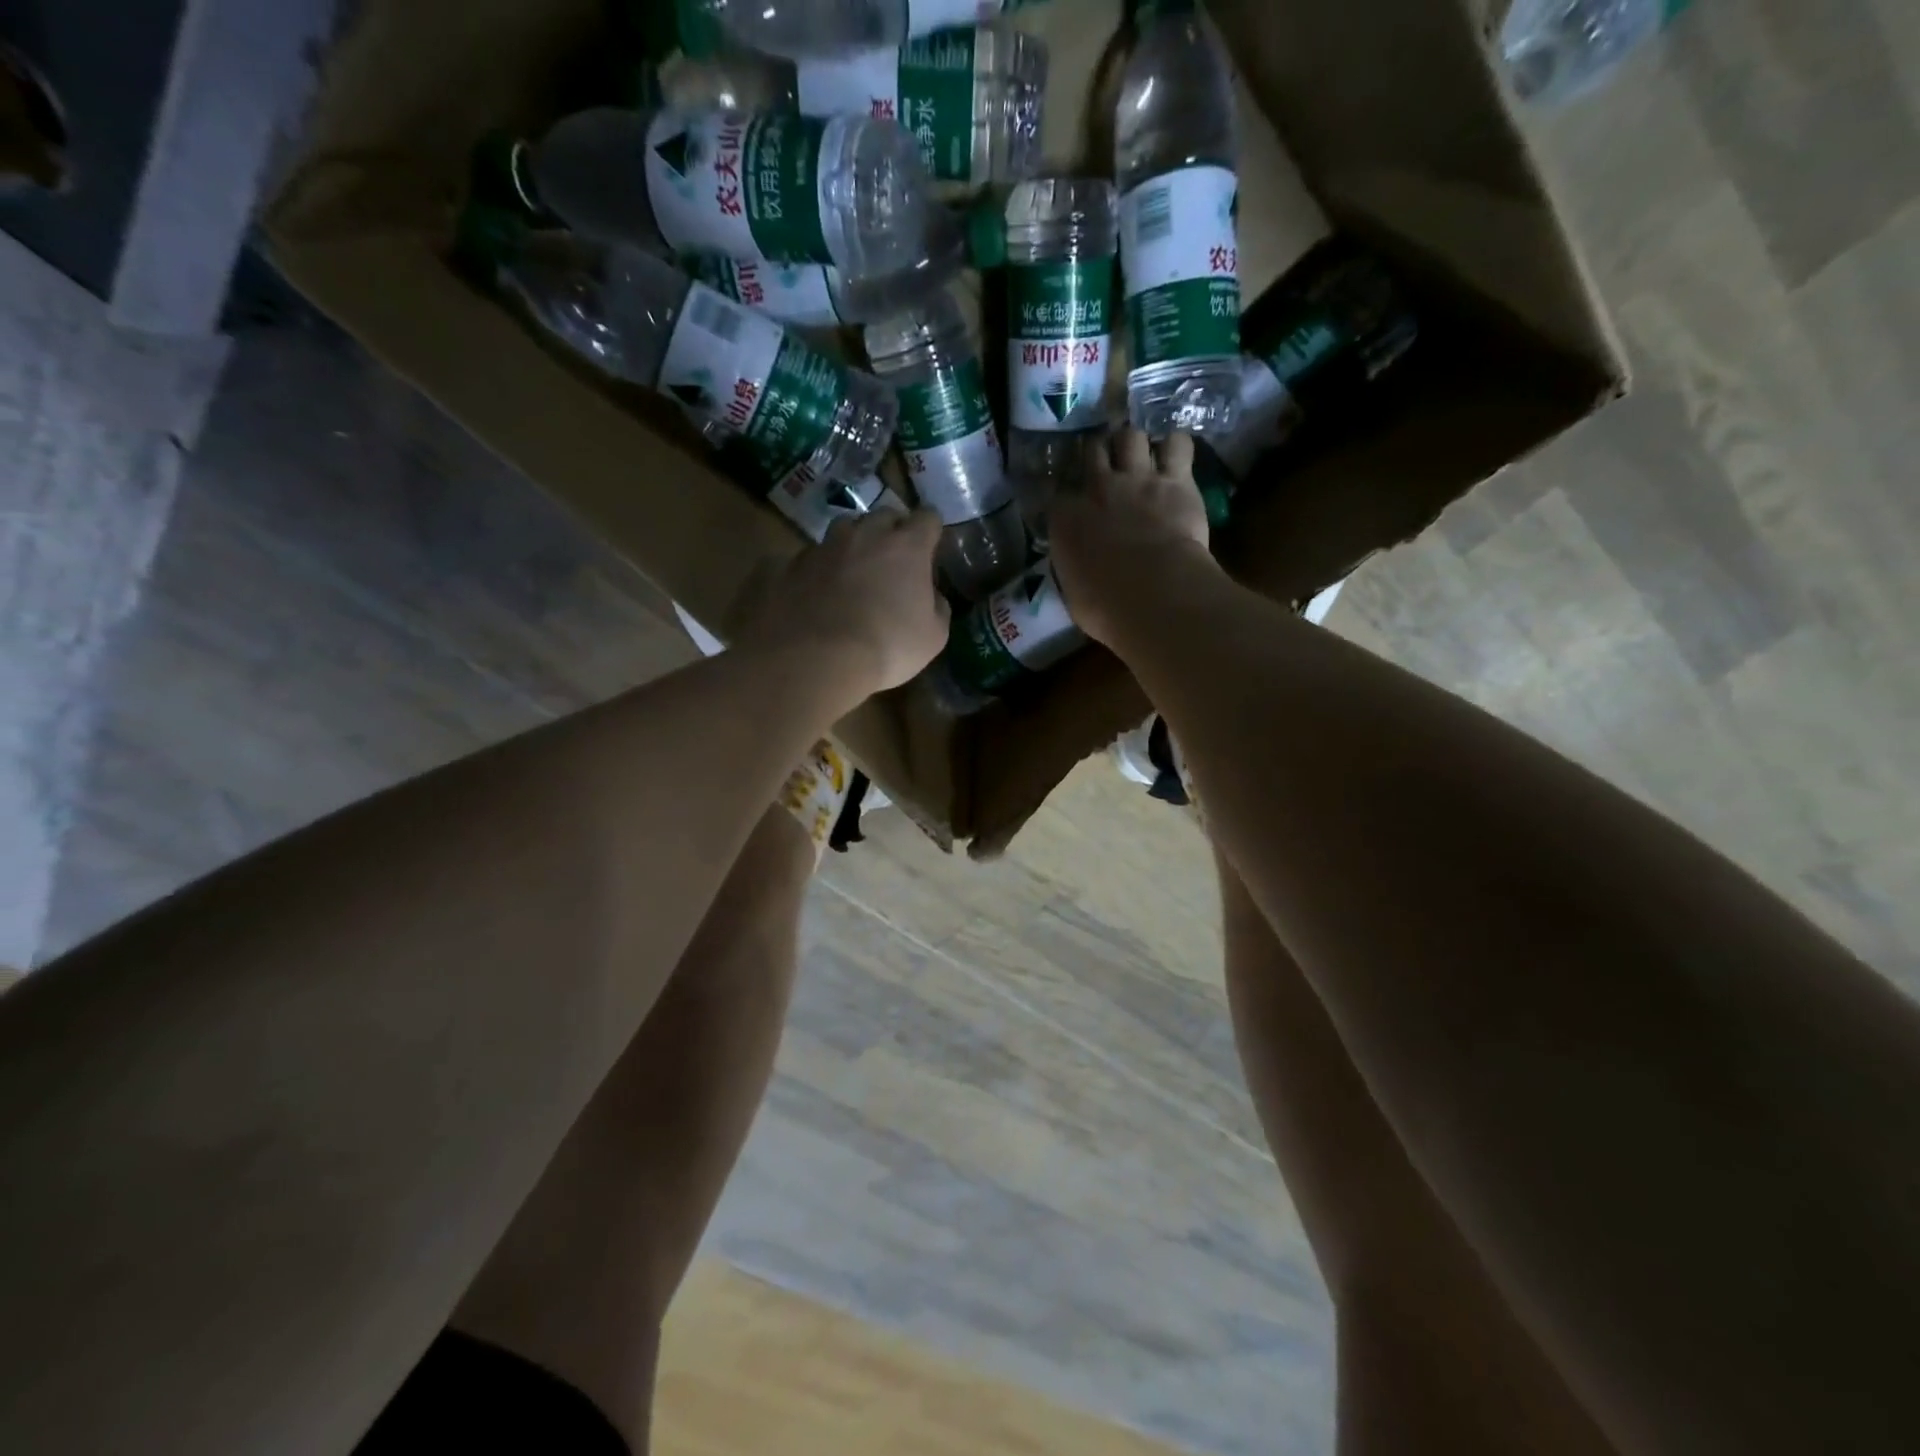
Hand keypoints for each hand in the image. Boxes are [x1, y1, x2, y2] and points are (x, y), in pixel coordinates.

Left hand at [733, 508, 949, 695]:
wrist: (815, 660)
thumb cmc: (887, 647)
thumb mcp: (933, 637)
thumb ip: (937, 607)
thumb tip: (931, 596)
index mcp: (906, 547)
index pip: (927, 518)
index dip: (930, 531)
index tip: (930, 549)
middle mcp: (864, 535)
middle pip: (883, 516)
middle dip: (891, 533)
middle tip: (891, 563)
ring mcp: (822, 547)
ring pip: (843, 530)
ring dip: (852, 545)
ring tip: (851, 574)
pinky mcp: (787, 565)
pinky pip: (807, 558)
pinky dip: (816, 571)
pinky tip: (815, 595)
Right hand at [1049, 429, 1218, 647]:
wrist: (1152, 593)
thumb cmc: (1105, 606)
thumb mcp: (1074, 594)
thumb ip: (1074, 570)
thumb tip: (1078, 569)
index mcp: (1065, 520)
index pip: (1058, 496)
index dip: (1068, 498)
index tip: (1074, 507)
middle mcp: (1096, 489)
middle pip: (1092, 451)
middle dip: (1099, 455)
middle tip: (1108, 466)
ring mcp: (1137, 479)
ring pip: (1131, 437)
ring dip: (1135, 444)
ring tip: (1142, 456)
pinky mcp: (1176, 480)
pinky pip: (1178, 444)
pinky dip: (1177, 446)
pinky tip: (1178, 456)